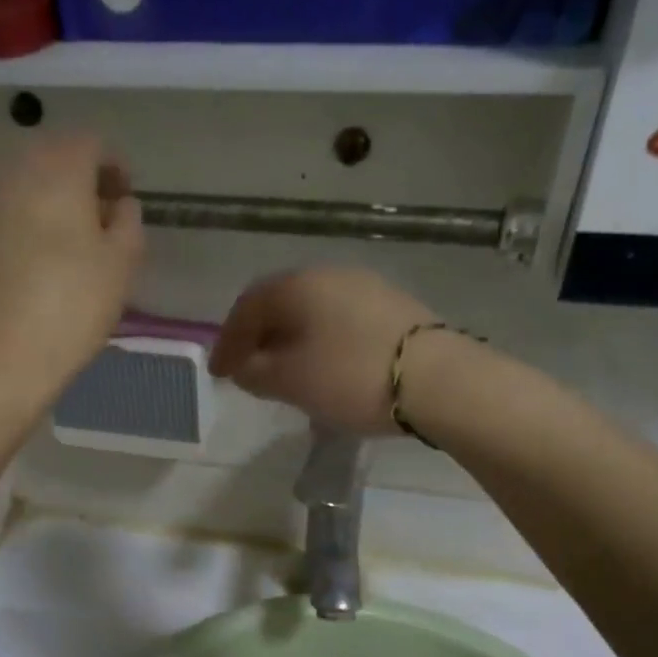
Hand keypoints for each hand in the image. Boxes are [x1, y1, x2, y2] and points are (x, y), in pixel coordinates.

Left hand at [0, 132, 144, 404]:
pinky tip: (18, 270)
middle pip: (47, 157)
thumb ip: (128, 223)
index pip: (91, 143)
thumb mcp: (120, 268)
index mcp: (55, 169)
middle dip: (73, 181)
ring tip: (54, 247)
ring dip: (38, 203)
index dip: (114, 167)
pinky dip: (9, 229)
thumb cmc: (68, 310)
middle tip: (92, 223)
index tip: (123, 201)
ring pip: (13, 186)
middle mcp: (6, 171)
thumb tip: (119, 205)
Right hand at [209, 268, 438, 434]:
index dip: (228, 341)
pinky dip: (322, 344)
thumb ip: (255, 372)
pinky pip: (341, 323)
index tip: (220, 373)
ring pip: (313, 314)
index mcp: (298, 285)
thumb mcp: (289, 381)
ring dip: (292, 342)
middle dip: (260, 338)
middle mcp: (330, 275)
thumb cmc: (350, 376)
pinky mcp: (394, 308)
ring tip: (286, 374)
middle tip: (248, 369)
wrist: (437, 381)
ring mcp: (367, 288)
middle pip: (282, 305)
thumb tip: (245, 367)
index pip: (248, 307)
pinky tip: (325, 370)